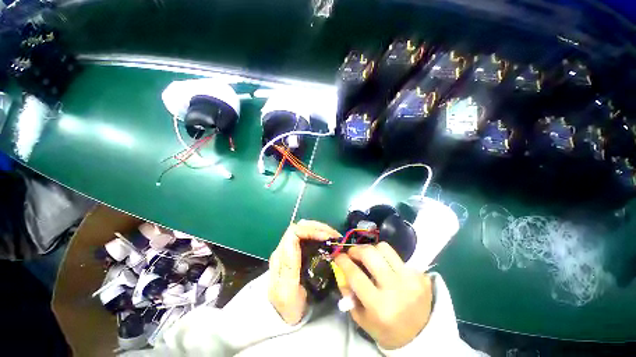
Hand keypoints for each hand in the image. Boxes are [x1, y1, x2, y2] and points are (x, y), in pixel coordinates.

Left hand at [268, 220, 340, 324]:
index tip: (327, 238)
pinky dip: (320, 235)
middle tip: (335, 236)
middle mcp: (284, 248)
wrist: (283, 316)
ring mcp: (290, 248)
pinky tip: (328, 241)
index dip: (311, 230)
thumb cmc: (287, 307)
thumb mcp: (288, 291)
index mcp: (280, 256)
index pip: (294, 232)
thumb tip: (295, 239)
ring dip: (320, 229)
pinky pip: (308, 236)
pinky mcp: (297, 251)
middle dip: (319, 227)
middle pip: (300, 226)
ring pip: (305, 229)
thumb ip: (290, 265)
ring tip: (334, 237)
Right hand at [334, 242, 432, 349]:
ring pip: (384, 248)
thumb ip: (347, 292)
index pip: (355, 274)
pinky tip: (386, 268)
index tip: (338, 256)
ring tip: (369, 258)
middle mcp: (395, 289)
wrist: (420, 336)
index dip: (343, 261)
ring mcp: (410, 279)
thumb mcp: (361, 317)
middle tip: (352, 253)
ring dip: (372, 250)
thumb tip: (340, 268)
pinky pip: (397, 256)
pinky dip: (387, 258)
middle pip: (370, 254)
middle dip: (356, 250)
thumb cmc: (385, 329)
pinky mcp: (420, 275)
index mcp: (379, 306)